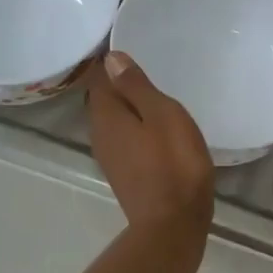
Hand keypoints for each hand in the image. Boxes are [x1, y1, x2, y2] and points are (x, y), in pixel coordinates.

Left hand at [87, 50, 215, 236]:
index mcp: (107, 116)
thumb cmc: (173, 163)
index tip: (131, 49)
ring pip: (115, 123)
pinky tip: (156, 130)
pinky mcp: (124, 175)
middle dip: (120, 85)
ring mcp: (110, 158)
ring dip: (130, 109)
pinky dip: (136, 130)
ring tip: (154, 97)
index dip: (112, 63)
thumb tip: (111, 58)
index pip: (99, 79)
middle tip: (148, 69)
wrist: (173, 224)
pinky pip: (125, 141)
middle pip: (105, 101)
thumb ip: (136, 86)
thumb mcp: (162, 115)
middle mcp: (100, 135)